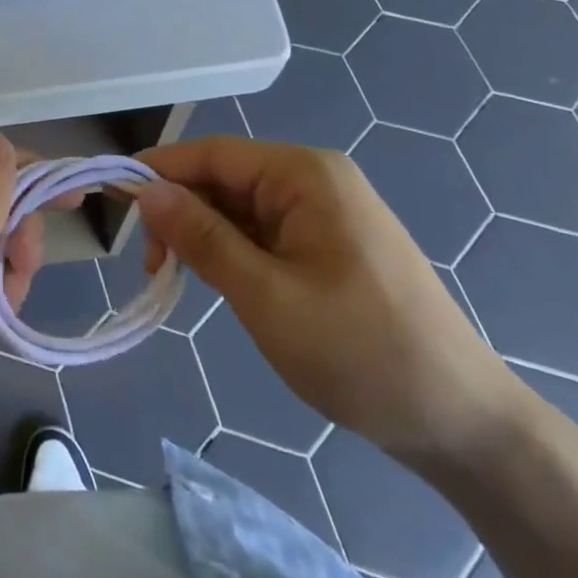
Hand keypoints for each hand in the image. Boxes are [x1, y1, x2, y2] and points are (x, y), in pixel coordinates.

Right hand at [137, 137, 521, 471]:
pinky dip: (232, 251)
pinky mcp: (328, 242)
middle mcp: (314, 179)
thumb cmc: (362, 352)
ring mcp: (324, 211)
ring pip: (239, 207)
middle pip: (224, 178)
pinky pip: (263, 231)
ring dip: (204, 236)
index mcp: (304, 174)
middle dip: (181, 212)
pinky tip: (219, 281)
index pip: (212, 154)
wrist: (465, 423)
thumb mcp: (267, 297)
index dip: (159, 171)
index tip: (112, 199)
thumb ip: (202, 238)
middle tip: (152, 265)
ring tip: (178, 278)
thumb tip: (145, 191)